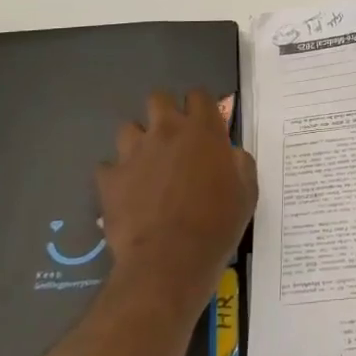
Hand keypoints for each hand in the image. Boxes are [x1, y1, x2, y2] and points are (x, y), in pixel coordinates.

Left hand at [99, 89, 256, 315]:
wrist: (170, 261)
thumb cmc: (217, 224)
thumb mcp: (247, 191)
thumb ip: (239, 162)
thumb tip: (229, 153)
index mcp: (202, 129)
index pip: (199, 94)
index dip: (201, 107)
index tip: (204, 125)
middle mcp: (166, 130)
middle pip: (158, 98)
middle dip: (164, 112)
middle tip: (173, 139)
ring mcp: (134, 152)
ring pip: (128, 128)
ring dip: (138, 142)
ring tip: (146, 165)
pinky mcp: (109, 178)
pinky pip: (108, 166)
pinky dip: (116, 176)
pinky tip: (126, 193)